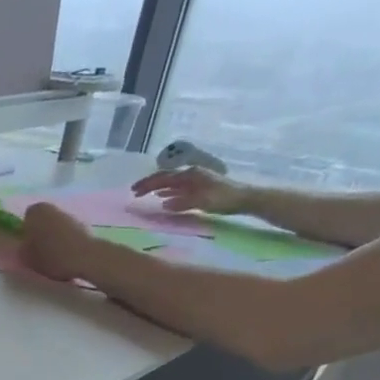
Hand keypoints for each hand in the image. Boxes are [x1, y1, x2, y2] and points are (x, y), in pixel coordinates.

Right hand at [19, 202, 101, 283]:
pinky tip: (65, 254)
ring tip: (52, 254)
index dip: (26, 230)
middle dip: (40, 231)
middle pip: (43, 219)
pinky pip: (67, 232)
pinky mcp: (82, 225)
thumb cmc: (49, 255)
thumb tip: (24, 245)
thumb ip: (22, 248)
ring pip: (56, 225)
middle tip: (38, 249)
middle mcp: (53, 208)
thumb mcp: (26, 256)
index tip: (27, 243)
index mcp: (36, 211)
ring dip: (53, 235)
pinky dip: (65, 240)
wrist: (83, 258)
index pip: (27, 217)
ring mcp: (69, 215)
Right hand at [131, 167, 251, 216]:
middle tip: (134, 192)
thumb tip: (164, 204)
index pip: (164, 177)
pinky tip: (162, 198)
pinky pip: (178, 188)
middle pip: (166, 178)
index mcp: (191, 175)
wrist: (245, 198)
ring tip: (144, 194)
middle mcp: (192, 174)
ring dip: (157, 187)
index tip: (134, 191)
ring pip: (171, 183)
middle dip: (149, 184)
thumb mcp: (202, 202)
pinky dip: (168, 192)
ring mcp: (196, 180)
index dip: (148, 184)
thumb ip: (182, 203)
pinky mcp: (199, 187)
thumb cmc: (224, 199)